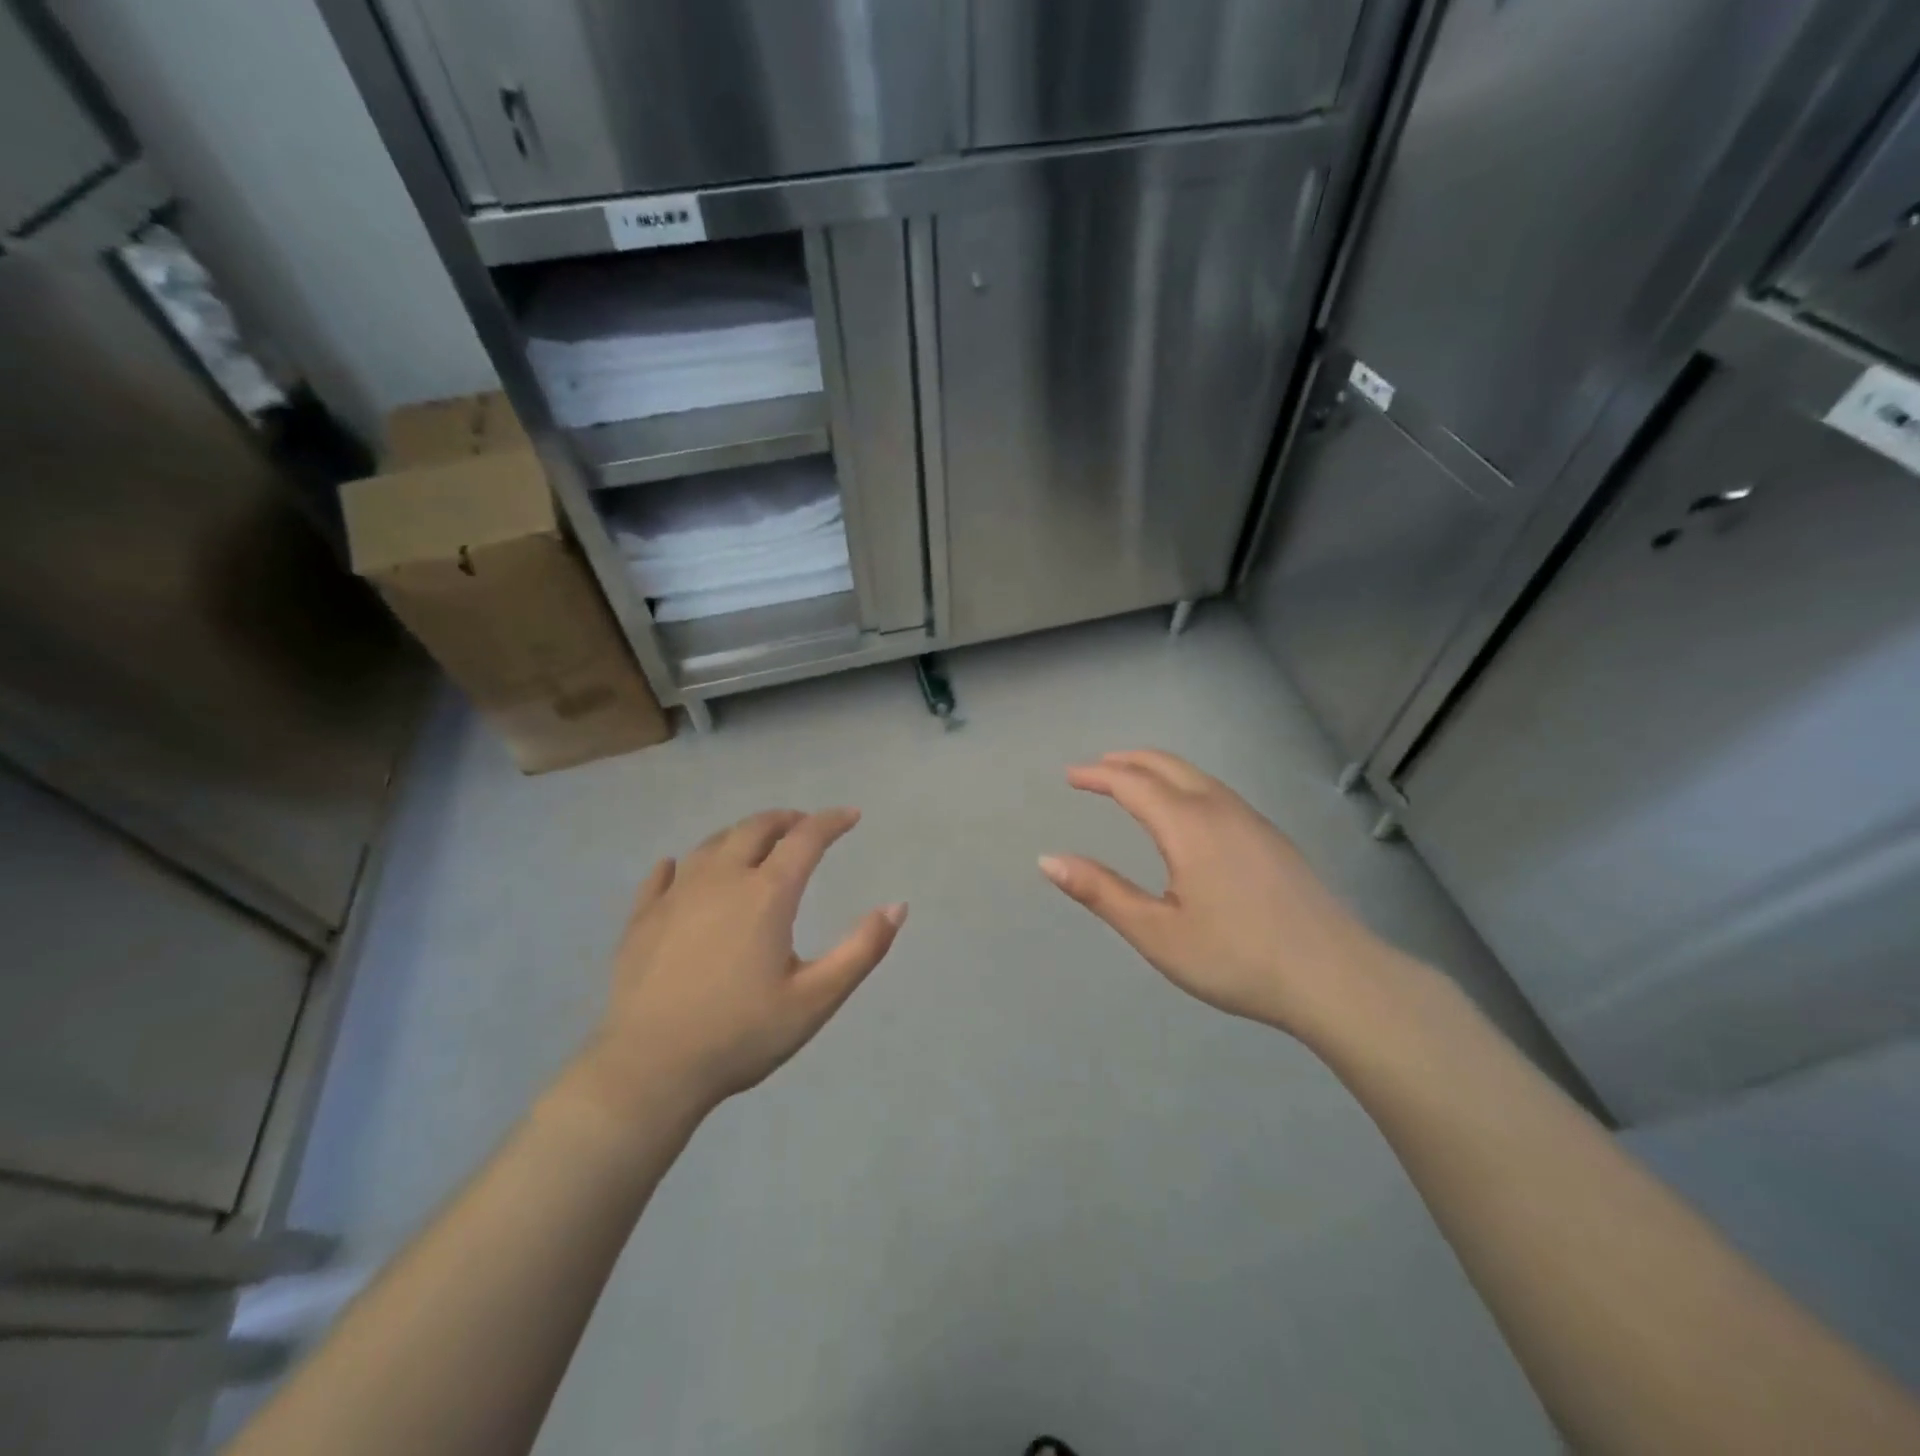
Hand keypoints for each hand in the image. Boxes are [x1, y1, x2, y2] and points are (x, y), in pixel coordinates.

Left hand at [574, 809, 904, 1120]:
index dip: (831, 821)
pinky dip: (681, 864)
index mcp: (767, 894)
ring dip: (741, 835)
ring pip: (711, 844)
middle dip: (786, 820)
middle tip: (803, 826)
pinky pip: (662, 875)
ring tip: (755, 843)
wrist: (648, 1070)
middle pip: (756, 829)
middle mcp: (721, 879)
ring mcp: (675, 895)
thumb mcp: (816, 1000)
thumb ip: (861, 950)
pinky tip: (678, 869)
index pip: (806, 838)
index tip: (851, 816)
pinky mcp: (642, 918)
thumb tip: (898, 906)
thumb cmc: (740, 1034)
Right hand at [1040, 751, 1410, 1041]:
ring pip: (1197, 776)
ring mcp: (1252, 820)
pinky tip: (1186, 812)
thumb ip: (1101, 892)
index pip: (1132, 783)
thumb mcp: (1157, 933)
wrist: (1335, 978)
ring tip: (1133, 782)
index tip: (1070, 777)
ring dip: (1158, 770)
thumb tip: (1048, 860)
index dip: (1097, 775)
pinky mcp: (1272, 838)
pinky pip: (1217, 791)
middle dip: (1127, 761)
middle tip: (1096, 769)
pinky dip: (1185, 784)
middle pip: (1167, 765)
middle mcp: (1220, 809)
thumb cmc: (1236, 958)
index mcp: (1188, 825)